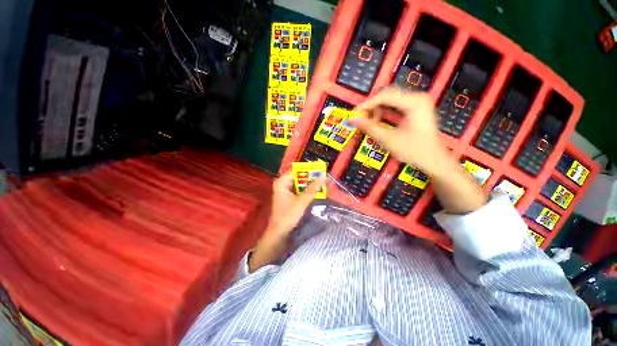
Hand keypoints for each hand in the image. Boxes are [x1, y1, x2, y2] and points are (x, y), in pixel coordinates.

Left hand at [249, 172, 324, 271]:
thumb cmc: (288, 215)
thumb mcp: (302, 201)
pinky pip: (299, 190)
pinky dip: (307, 190)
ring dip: (310, 184)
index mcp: (282, 182)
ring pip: (300, 184)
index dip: (309, 170)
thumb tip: (324, 176)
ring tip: (323, 182)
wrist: (279, 233)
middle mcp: (282, 184)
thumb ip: (313, 188)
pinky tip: (316, 191)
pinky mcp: (288, 197)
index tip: (321, 170)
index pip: (297, 170)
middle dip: (311, 178)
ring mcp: (285, 191)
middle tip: (324, 177)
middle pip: (299, 177)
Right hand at [351, 88, 449, 175]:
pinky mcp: (416, 109)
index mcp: (414, 102)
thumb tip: (353, 120)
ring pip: (390, 101)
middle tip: (361, 119)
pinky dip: (385, 114)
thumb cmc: (414, 151)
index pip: (385, 96)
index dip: (367, 104)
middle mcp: (417, 98)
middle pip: (387, 96)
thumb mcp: (388, 139)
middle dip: (372, 107)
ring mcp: (417, 102)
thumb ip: (369, 128)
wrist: (434, 160)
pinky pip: (395, 107)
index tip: (354, 114)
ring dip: (378, 111)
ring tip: (370, 124)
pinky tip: (379, 123)